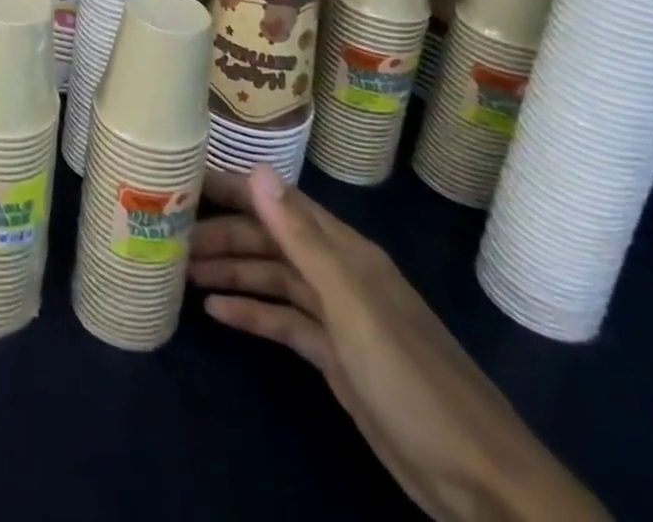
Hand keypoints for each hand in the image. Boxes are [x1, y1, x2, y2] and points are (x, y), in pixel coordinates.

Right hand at [191, 166, 607, 521]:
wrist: (481, 484)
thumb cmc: (412, 380)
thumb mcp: (352, 305)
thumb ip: (302, 238)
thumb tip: (255, 169)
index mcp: (345, 251)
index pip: (278, 202)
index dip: (233, 188)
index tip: (185, 179)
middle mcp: (339, 274)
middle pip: (270, 241)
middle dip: (223, 235)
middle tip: (171, 238)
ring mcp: (338, 317)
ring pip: (273, 279)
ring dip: (232, 272)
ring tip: (184, 274)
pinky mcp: (336, 357)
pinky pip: (283, 322)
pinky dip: (251, 314)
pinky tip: (217, 315)